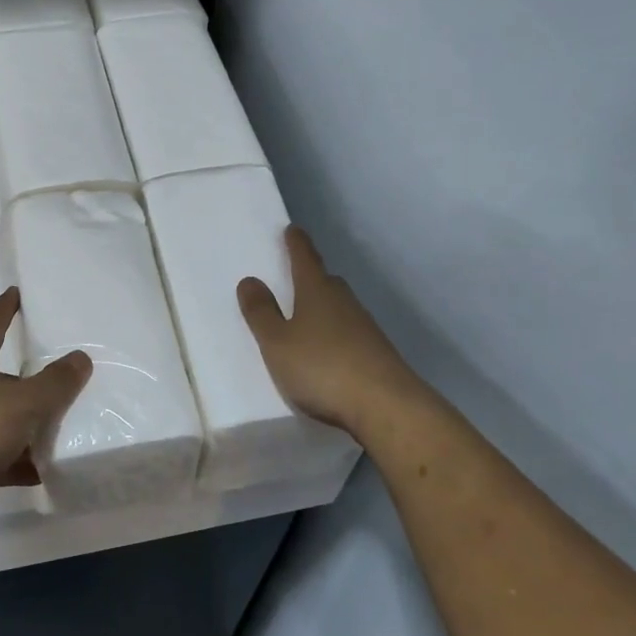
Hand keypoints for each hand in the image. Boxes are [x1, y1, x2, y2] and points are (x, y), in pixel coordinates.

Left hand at [0, 288, 90, 523]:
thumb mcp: (22, 404)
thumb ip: (55, 383)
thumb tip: (81, 357)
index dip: (5, 308)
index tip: (15, 292)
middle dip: (25, 380)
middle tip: (56, 382)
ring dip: (19, 425)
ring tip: (53, 433)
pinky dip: (9, 460)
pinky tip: (34, 472)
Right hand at [238, 226, 433, 438]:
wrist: (386, 406)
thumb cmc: (321, 367)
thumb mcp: (277, 342)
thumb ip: (261, 313)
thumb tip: (250, 279)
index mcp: (317, 292)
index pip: (305, 259)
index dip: (296, 244)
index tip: (292, 229)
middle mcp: (344, 302)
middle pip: (326, 281)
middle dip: (311, 276)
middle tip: (296, 273)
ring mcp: (365, 328)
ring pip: (339, 307)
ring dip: (324, 306)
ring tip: (307, 313)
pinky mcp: (376, 353)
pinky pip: (349, 332)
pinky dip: (335, 333)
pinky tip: (328, 349)